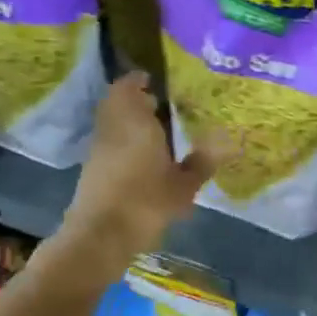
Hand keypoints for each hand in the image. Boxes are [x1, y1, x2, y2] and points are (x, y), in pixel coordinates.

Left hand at [59, 73, 215, 266]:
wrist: (101, 235)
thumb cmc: (146, 202)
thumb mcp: (183, 186)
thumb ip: (202, 163)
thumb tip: (224, 145)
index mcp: (135, 122)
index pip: (128, 87)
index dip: (138, 80)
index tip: (152, 80)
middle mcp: (112, 128)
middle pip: (116, 103)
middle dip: (133, 100)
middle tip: (158, 104)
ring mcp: (98, 149)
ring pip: (111, 123)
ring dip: (127, 121)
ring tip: (154, 132)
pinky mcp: (92, 169)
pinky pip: (109, 142)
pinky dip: (122, 141)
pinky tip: (142, 158)